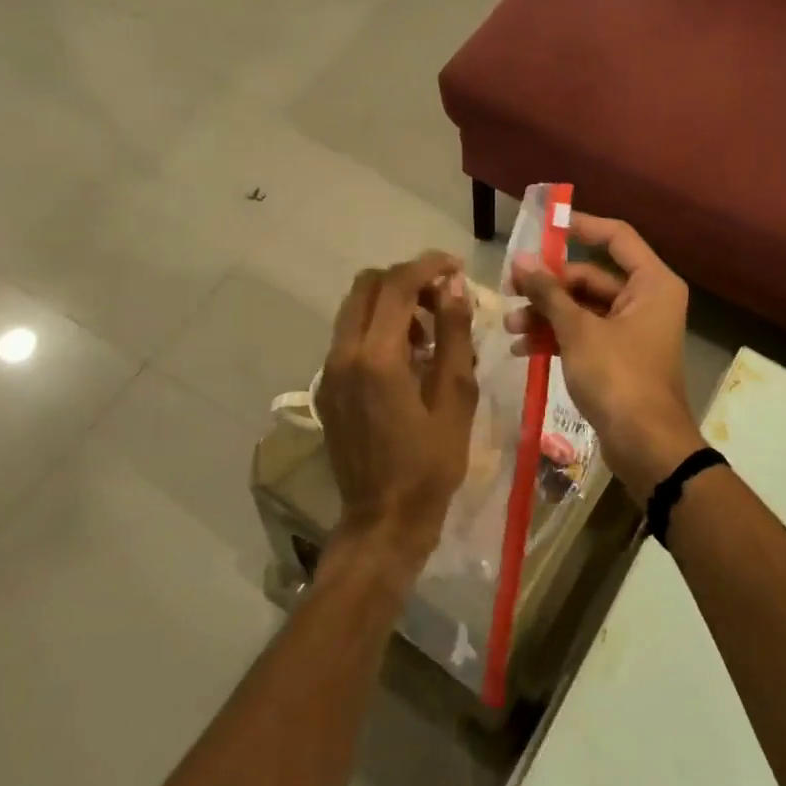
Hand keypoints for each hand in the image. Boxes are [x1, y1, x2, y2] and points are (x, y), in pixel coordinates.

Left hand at [317, 252, 478, 577]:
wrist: (383, 519)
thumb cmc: (430, 464)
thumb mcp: (456, 397)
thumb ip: (454, 335)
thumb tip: (454, 287)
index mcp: (376, 357)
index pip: (397, 285)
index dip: (428, 266)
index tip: (457, 267)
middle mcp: (343, 354)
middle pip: (367, 286)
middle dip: (406, 279)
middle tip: (443, 297)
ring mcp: (330, 371)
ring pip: (355, 309)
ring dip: (392, 303)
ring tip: (431, 330)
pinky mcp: (328, 387)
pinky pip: (350, 337)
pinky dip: (378, 327)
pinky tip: (409, 357)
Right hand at [509, 213, 704, 502]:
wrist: (646, 447)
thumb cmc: (619, 378)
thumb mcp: (578, 331)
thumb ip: (549, 293)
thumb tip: (523, 260)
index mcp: (652, 283)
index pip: (616, 237)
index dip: (580, 226)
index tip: (543, 226)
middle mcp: (646, 300)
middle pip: (591, 277)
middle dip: (549, 286)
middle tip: (509, 288)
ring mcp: (632, 331)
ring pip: (583, 309)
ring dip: (546, 315)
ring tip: (510, 325)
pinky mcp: (618, 358)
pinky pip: (584, 335)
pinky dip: (556, 338)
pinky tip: (521, 349)